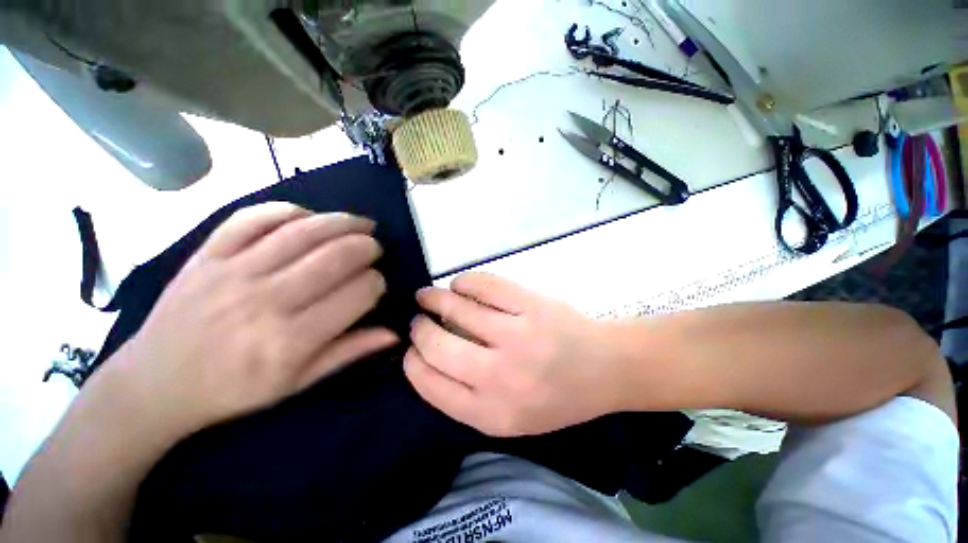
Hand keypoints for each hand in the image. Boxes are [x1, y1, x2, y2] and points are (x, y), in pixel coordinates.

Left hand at [97, 202, 397, 437]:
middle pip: (336, 257)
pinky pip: (253, 218)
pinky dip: (288, 211)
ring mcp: (233, 273)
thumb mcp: (298, 383)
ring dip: (342, 222)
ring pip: (303, 232)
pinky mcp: (207, 255)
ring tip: (361, 224)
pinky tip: (308, 217)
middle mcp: (267, 301)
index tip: (377, 285)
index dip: (377, 283)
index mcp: (292, 339)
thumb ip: (349, 352)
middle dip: (367, 247)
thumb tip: (394, 333)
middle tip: (375, 248)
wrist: (156, 384)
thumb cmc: (234, 390)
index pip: (358, 293)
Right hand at [404, 273, 623, 436]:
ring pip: (457, 309)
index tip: (411, 349)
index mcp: (492, 413)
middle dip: (419, 329)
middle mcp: (501, 376)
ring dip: (433, 299)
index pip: (431, 384)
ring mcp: (518, 335)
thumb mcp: (510, 418)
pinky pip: (484, 285)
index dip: (413, 362)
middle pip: (437, 346)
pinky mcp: (531, 304)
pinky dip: (464, 282)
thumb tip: (428, 357)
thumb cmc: (557, 397)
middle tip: (417, 320)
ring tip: (427, 296)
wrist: (606, 370)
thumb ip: (468, 397)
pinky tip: (459, 285)